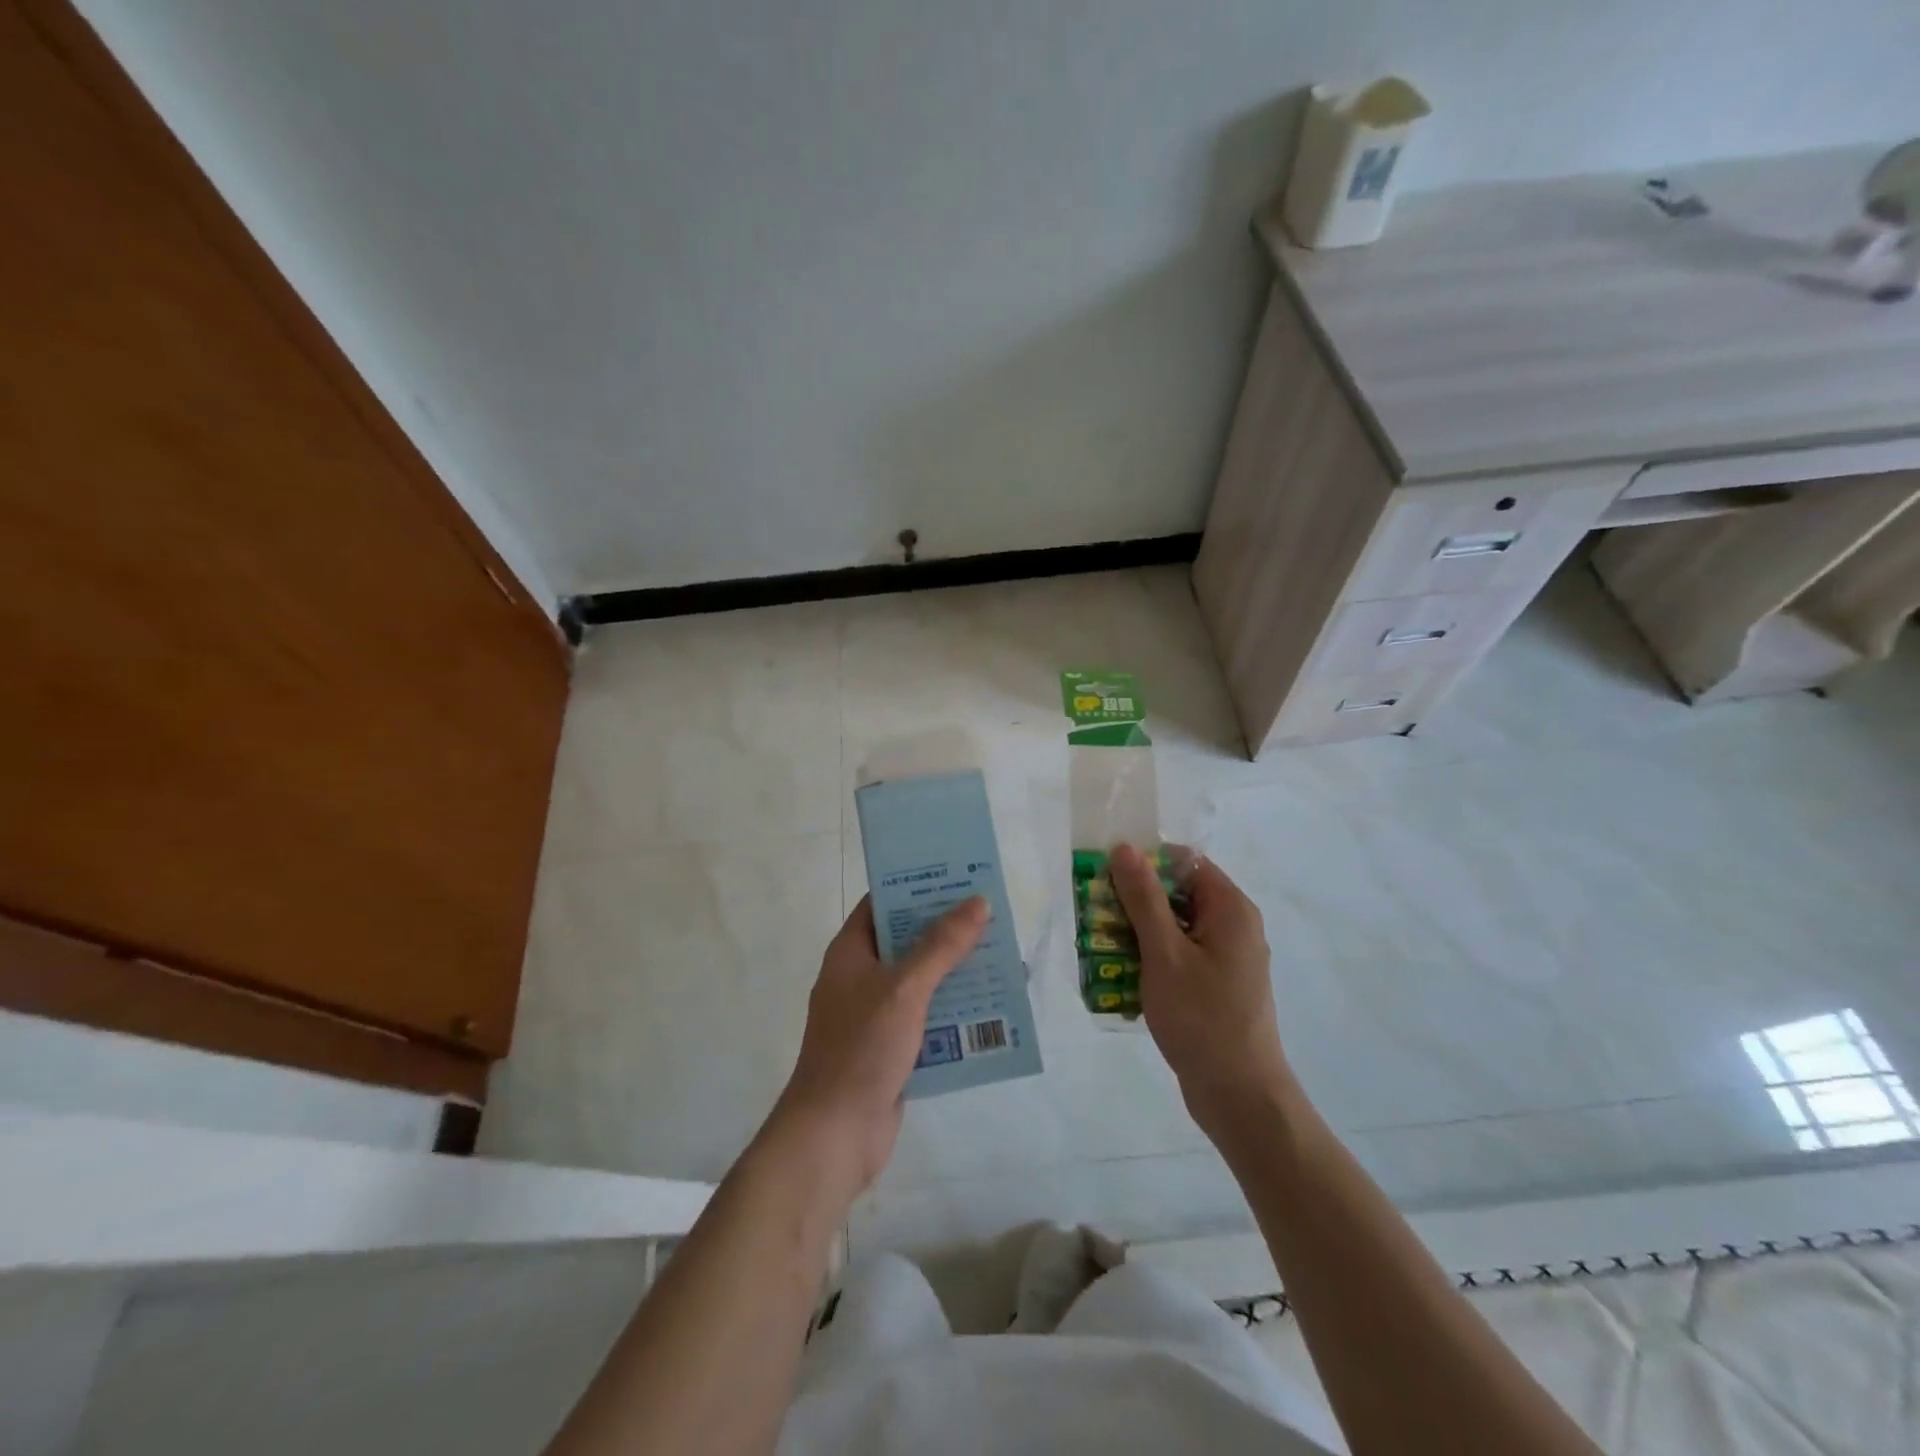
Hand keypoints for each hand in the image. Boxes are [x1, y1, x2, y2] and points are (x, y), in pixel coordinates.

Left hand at [771, 894, 988, 1195]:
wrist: (835, 1134)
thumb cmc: (862, 1048)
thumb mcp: (905, 988)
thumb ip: (941, 945)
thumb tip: (978, 902)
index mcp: (851, 952)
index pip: (883, 903)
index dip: (917, 886)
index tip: (957, 876)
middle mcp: (860, 977)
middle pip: (907, 941)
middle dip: (947, 931)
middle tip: (992, 915)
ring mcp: (875, 1015)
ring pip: (921, 981)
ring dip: (956, 972)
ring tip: (1001, 958)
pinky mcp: (892, 1048)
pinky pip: (927, 1017)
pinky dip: (953, 1011)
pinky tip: (990, 1009)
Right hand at [1108, 844, 1293, 1131]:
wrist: (1240, 1095)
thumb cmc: (1202, 1018)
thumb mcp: (1164, 953)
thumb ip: (1143, 898)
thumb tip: (1126, 848)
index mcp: (1230, 909)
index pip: (1185, 862)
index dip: (1146, 862)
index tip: (1107, 876)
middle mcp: (1234, 926)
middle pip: (1179, 893)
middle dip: (1136, 900)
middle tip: (1095, 913)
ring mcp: (1228, 958)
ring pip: (1176, 926)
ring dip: (1139, 932)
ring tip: (1100, 944)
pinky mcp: (1218, 985)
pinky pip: (1181, 955)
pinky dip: (1153, 958)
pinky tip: (1122, 976)